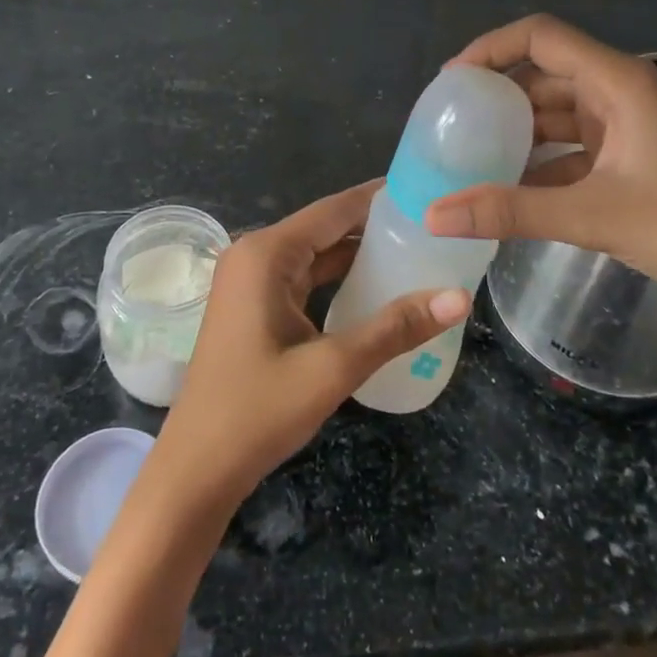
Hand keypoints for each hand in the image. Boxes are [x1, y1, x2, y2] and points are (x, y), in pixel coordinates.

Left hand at [152, 181, 470, 510]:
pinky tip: (376, 286)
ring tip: (416, 248)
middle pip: (325, 228)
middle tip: (431, 224)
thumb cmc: (258, 411)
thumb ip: (395, 328)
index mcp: (266, 254)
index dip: (379, 198)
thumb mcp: (333, 367)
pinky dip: (338, 278)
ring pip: (315, 254)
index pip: (334, 209)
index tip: (425, 187)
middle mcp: (255, 255)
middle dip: (375, 225)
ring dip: (358, 253)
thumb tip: (459, 297)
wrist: (197, 469)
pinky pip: (304, 278)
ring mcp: (251, 281)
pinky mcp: (253, 306)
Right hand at [424, 15, 656, 326]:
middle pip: (545, 72)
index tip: (452, 83)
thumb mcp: (591, 216)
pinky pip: (574, 145)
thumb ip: (509, 211)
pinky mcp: (633, 157)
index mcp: (617, 81)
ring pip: (558, 111)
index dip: (490, 48)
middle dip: (498, 93)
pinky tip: (511, 187)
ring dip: (518, 130)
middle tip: (452, 121)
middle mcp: (621, 91)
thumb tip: (433, 215)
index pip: (540, 36)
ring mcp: (629, 125)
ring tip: (471, 153)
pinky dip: (542, 161)